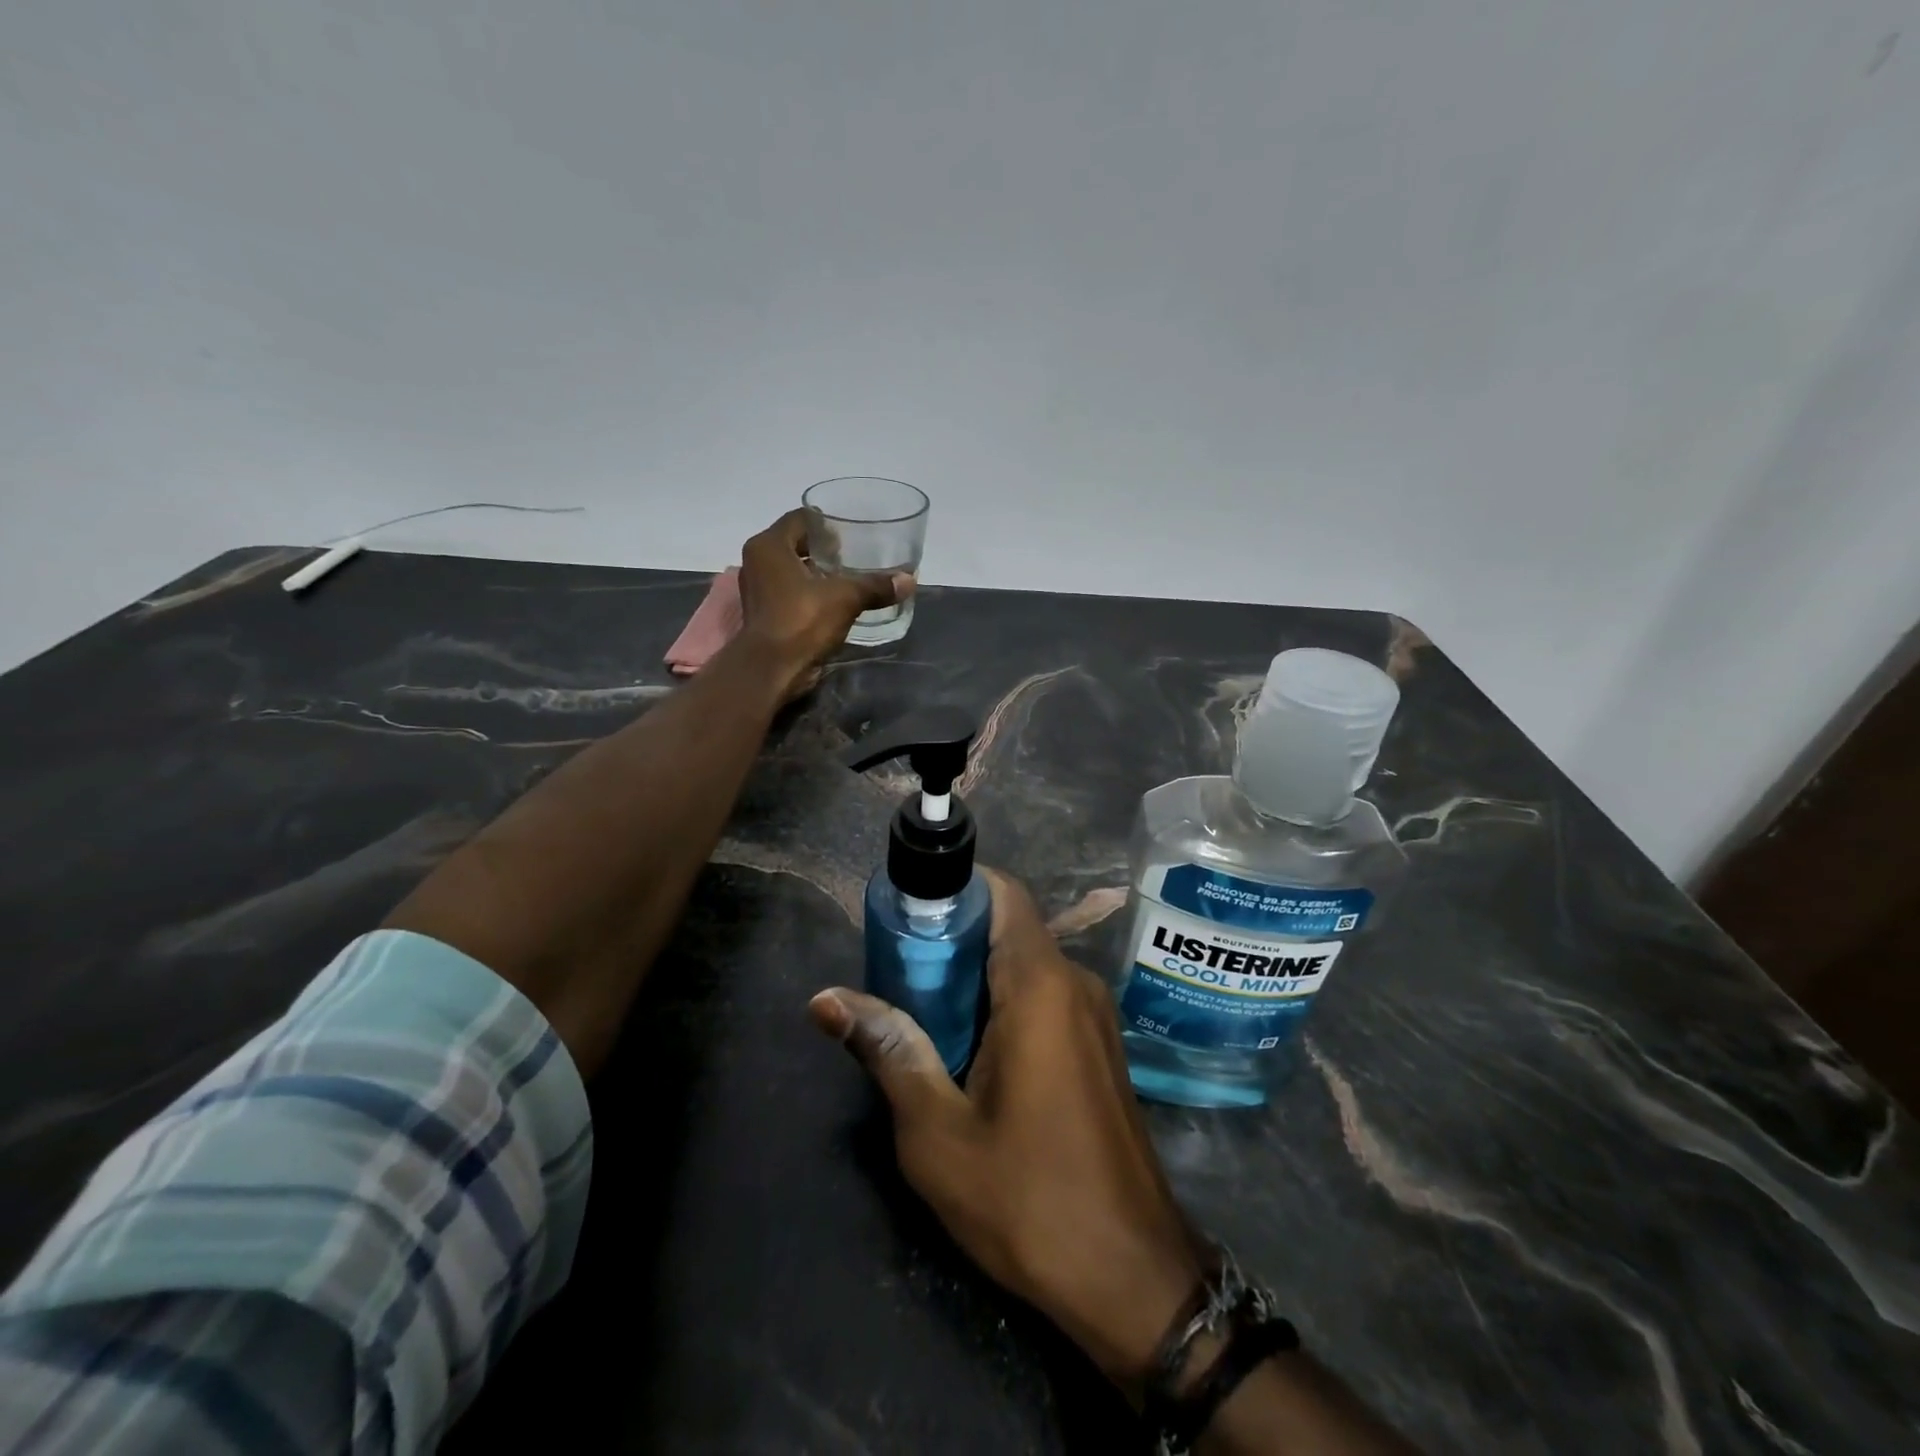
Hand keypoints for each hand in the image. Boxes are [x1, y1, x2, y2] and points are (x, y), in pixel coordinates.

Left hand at [736, 510, 912, 698]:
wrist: (772, 669)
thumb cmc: (802, 621)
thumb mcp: (845, 599)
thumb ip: (875, 586)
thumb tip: (910, 581)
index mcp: (769, 545)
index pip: (800, 518)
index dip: (827, 524)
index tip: (851, 536)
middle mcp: (757, 561)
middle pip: (794, 542)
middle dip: (823, 548)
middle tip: (852, 556)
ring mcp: (757, 588)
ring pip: (791, 568)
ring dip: (816, 571)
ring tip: (846, 578)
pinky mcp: (763, 612)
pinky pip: (788, 590)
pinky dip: (808, 591)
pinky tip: (833, 602)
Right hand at [809, 869, 1204, 1387]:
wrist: (1132, 1279)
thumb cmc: (1030, 1199)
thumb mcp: (938, 1132)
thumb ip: (888, 1050)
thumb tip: (825, 998)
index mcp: (1040, 985)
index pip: (1002, 893)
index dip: (953, 888)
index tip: (905, 912)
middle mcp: (1074, 983)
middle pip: (1008, 927)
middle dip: (950, 939)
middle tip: (895, 973)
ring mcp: (1094, 1016)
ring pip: (1025, 964)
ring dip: (973, 976)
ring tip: (919, 1014)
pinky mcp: (1099, 1047)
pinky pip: (1044, 997)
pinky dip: (1001, 1003)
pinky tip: (967, 1050)